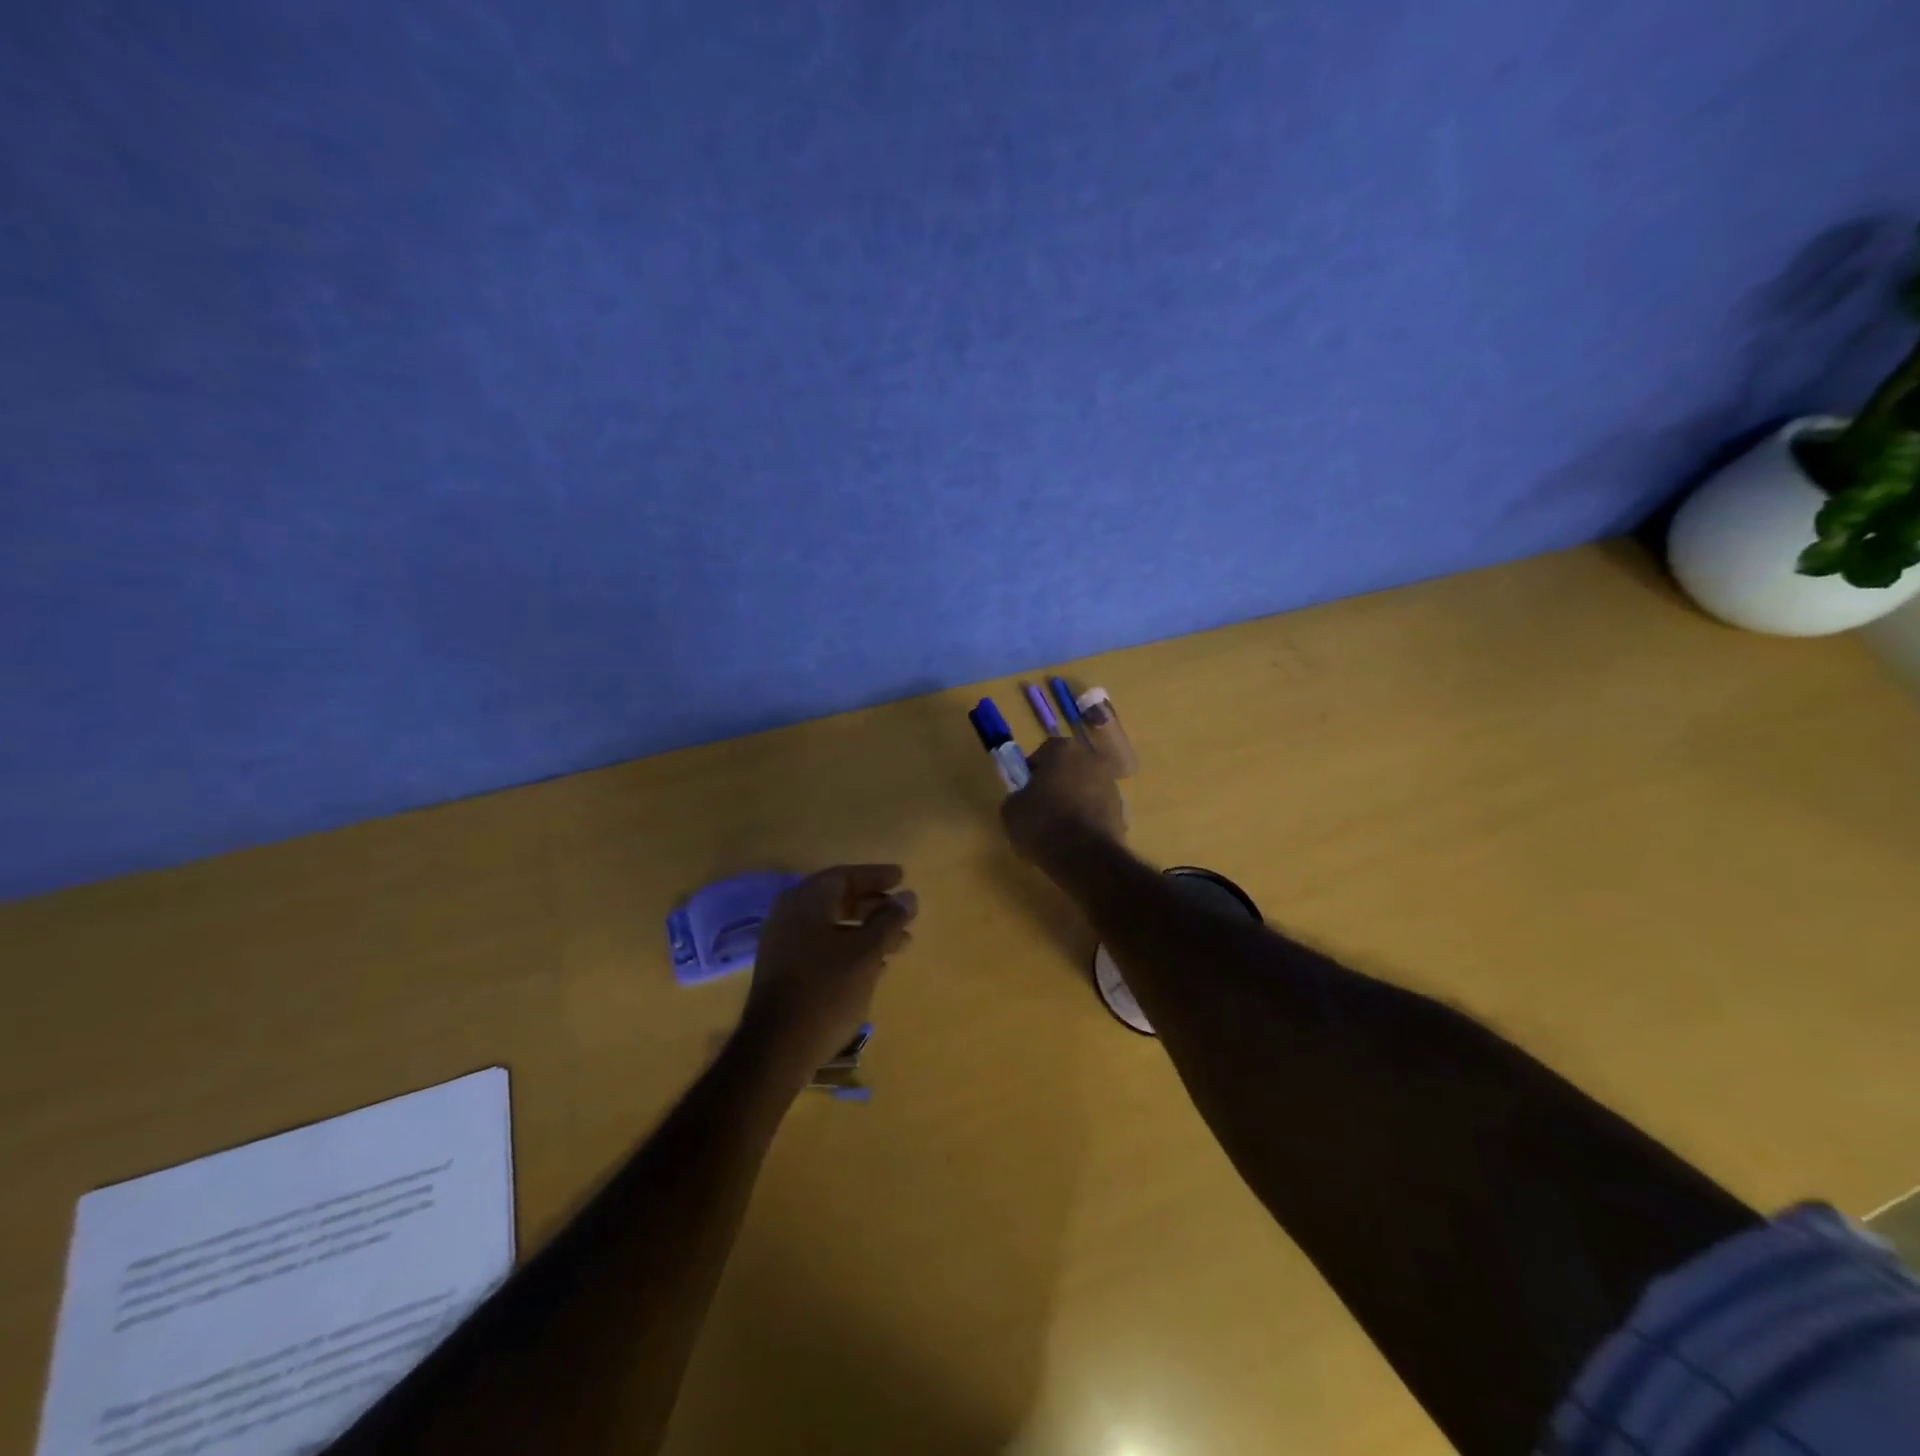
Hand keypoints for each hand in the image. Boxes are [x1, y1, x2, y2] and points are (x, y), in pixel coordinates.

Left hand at [739, 865, 917, 1074]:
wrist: (776, 1050)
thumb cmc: (826, 991)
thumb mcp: (866, 953)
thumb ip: (888, 921)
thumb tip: (908, 896)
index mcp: (805, 902)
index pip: (844, 876)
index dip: (875, 876)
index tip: (902, 878)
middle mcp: (790, 915)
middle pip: (837, 899)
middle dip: (874, 906)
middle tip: (904, 912)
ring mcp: (784, 945)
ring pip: (832, 926)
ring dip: (867, 931)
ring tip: (901, 944)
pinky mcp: (785, 972)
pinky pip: (823, 947)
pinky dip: (850, 949)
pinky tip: (875, 967)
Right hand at [1001, 738, 1125, 867]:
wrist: (1086, 857)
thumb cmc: (1043, 823)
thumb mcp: (1011, 810)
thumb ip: (1016, 797)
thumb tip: (1022, 800)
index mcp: (1063, 750)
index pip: (1043, 753)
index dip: (1031, 773)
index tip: (1024, 793)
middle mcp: (1092, 759)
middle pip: (1068, 769)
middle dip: (1055, 785)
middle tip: (1039, 809)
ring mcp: (1111, 785)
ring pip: (1084, 789)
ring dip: (1073, 802)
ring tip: (1057, 829)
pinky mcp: (1122, 811)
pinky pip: (1096, 811)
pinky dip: (1087, 820)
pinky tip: (1074, 840)